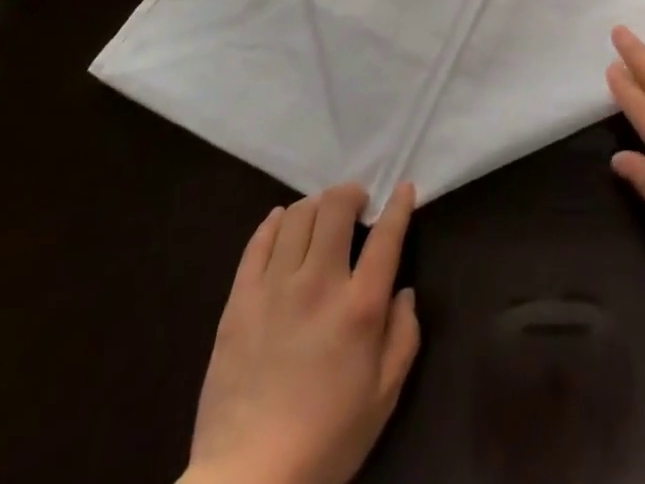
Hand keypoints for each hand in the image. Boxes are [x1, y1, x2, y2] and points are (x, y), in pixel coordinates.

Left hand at [181, 183, 420, 483]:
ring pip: (298, 216)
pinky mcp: (240, 300)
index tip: (403, 189)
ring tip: (322, 215)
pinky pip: (258, 243)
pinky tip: (283, 221)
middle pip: (336, 208)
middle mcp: (319, 283)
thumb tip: (405, 292)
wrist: (247, 482)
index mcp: (359, 307)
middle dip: (352, 194)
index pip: (386, 235)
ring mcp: (275, 288)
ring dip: (316, 205)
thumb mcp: (383, 398)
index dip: (398, 205)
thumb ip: (404, 338)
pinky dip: (275, 223)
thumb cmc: (325, 442)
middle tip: (358, 203)